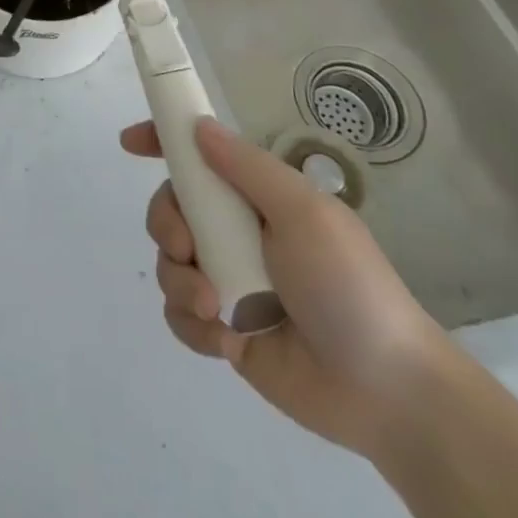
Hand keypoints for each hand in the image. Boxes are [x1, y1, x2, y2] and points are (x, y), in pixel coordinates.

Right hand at [120, 117, 456, 457]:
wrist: (387, 392)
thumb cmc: (349, 286)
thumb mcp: (304, 213)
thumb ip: (247, 167)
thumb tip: (198, 126)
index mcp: (258, 199)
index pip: (200, 157)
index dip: (162, 141)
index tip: (130, 143)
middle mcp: (237, 233)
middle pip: (170, 209)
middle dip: (166, 225)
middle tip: (186, 248)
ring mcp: (228, 281)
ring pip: (168, 263)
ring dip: (181, 282)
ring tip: (217, 309)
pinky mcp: (223, 330)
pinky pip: (179, 314)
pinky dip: (193, 324)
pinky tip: (226, 340)